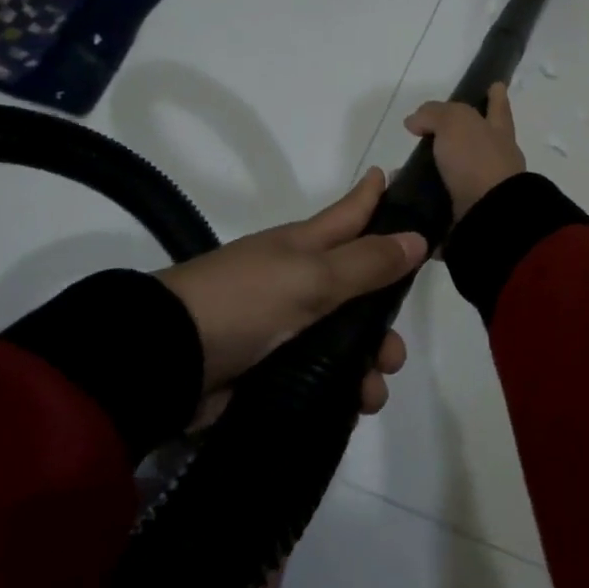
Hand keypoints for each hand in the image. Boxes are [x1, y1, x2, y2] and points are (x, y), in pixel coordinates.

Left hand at [157, 169, 426, 421]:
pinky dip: (346, 389)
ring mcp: (287, 326)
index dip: (378, 197)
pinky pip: (327, 375)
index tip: (406, 183)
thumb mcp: (311, 276)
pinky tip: (357, 404)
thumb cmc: (245, 302)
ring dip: (370, 361)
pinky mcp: (276, 367)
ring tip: (374, 388)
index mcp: (305, 246)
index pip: (351, 212)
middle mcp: (300, 280)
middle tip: (398, 346)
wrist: (170, 360)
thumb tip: (418, 237)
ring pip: (348, 338)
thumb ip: (366, 262)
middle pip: (360, 286)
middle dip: (386, 314)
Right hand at [403, 82, 526, 221]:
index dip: (496, 97)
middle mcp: (496, 159)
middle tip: (427, 134)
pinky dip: (425, 198)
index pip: (497, 107)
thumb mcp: (455, 122)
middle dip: (457, 137)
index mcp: (498, 132)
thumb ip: (434, 114)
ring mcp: (484, 188)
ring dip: (433, 171)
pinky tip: (405, 197)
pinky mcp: (469, 213)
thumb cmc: (477, 160)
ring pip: (457, 173)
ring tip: (401, 171)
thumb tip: (415, 121)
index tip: (496, 85)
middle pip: (477, 141)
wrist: (489, 215)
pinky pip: (442, 201)